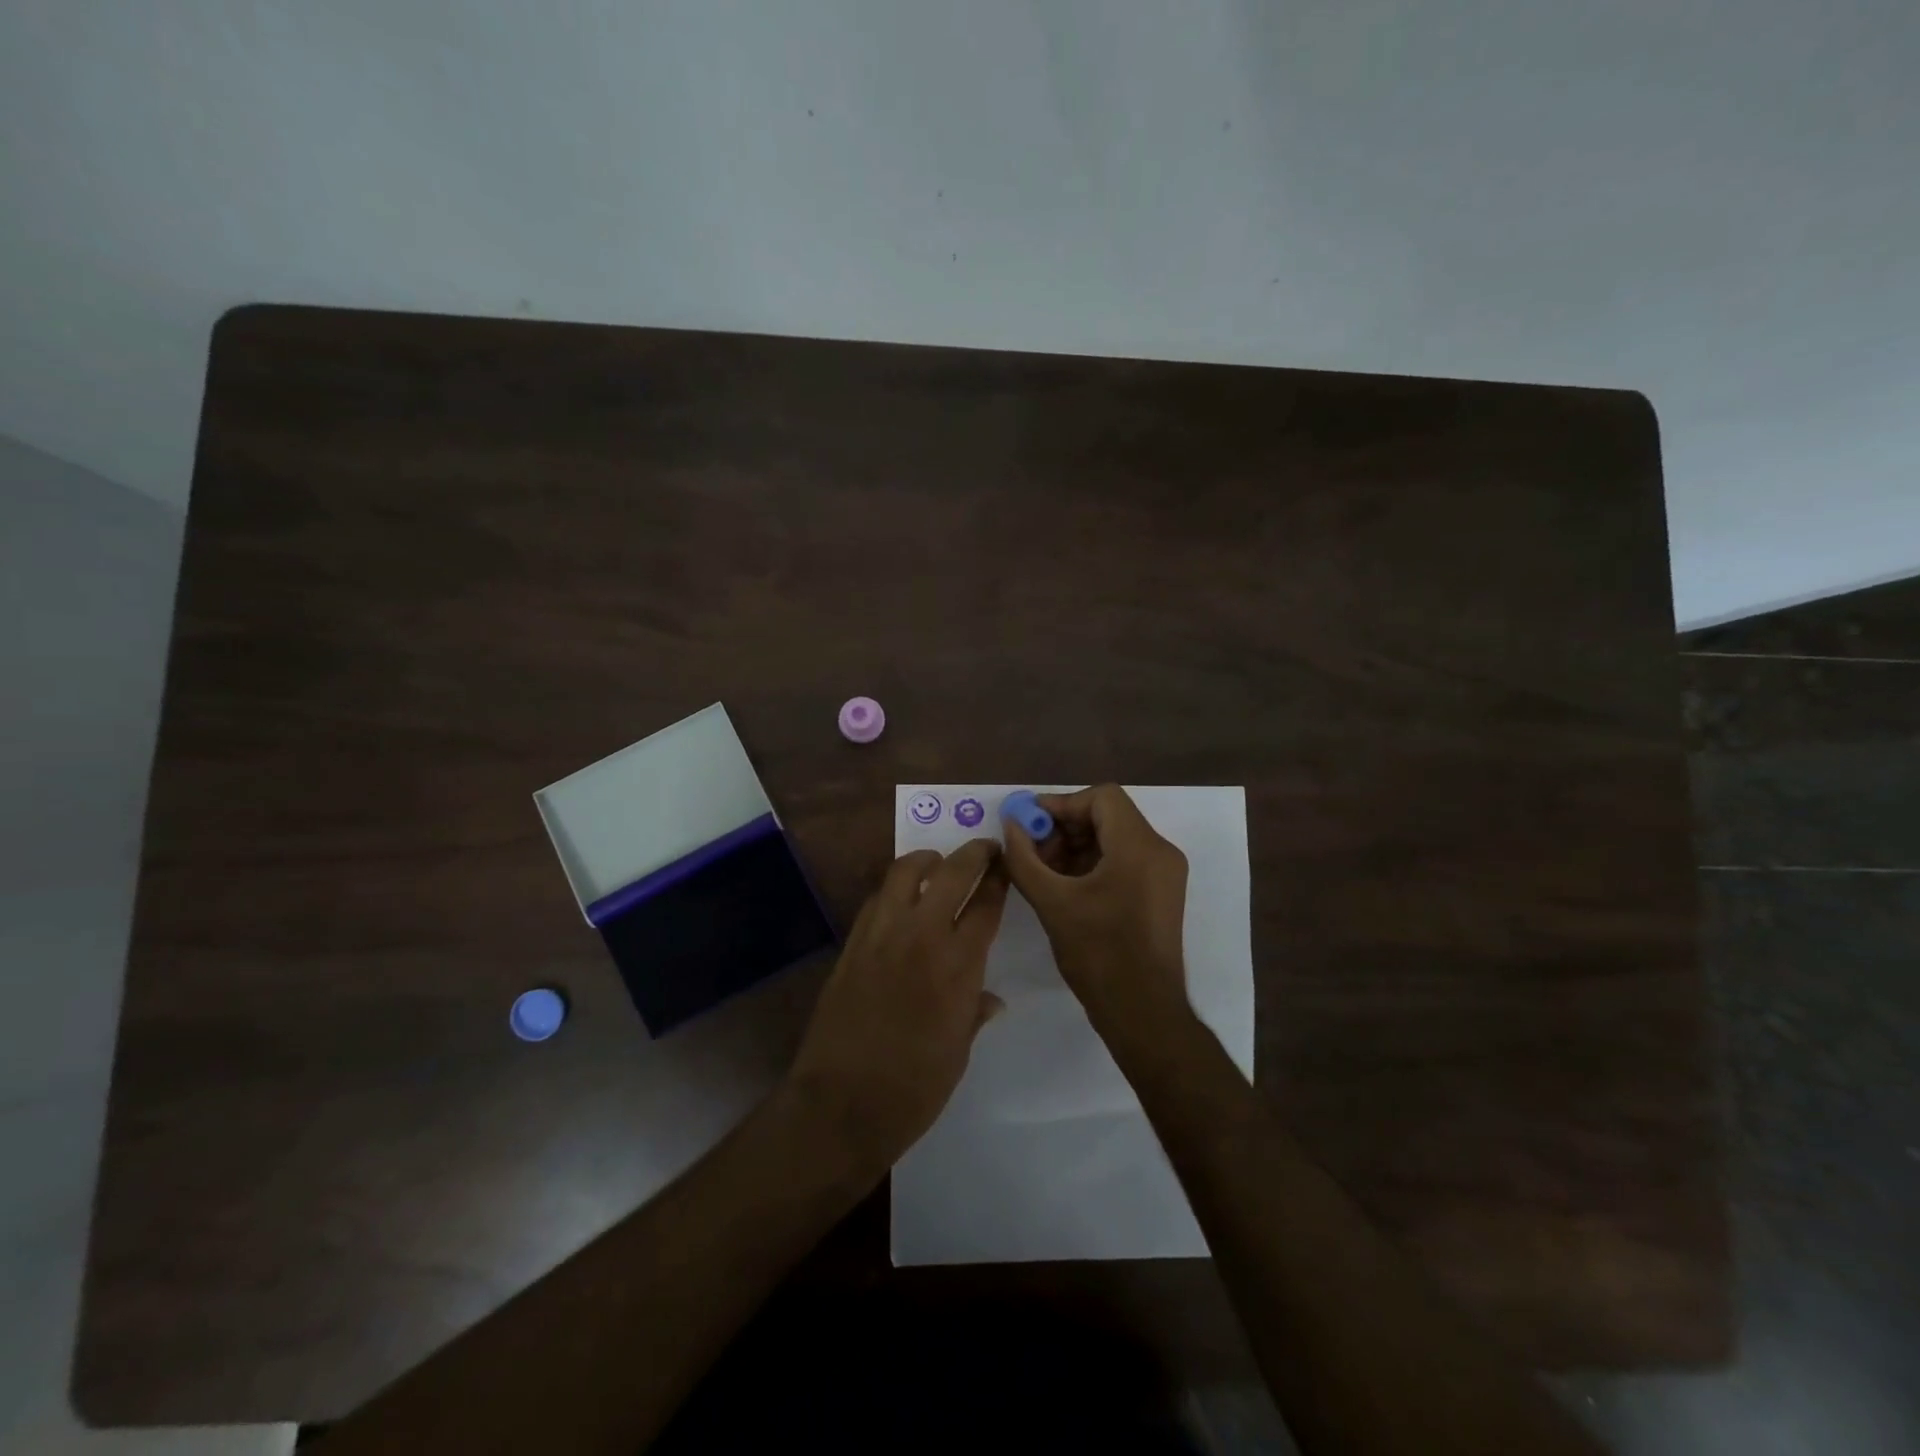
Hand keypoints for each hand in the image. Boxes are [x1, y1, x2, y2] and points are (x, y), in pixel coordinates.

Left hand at [786, 839, 1007, 1172]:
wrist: (840, 1104)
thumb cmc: (913, 1088)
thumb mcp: (958, 1052)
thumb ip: (974, 1013)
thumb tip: (992, 999)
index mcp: (957, 965)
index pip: (986, 904)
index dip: (1000, 880)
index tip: (1007, 865)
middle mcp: (921, 936)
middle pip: (951, 873)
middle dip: (973, 854)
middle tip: (985, 848)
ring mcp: (881, 934)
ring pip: (905, 871)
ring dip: (928, 861)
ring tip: (939, 865)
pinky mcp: (852, 943)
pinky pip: (877, 898)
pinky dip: (895, 888)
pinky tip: (902, 900)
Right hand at [1000, 784, 1190, 1046]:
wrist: (1142, 1011)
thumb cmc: (1098, 953)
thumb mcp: (1051, 902)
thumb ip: (1024, 858)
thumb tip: (1010, 824)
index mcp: (1139, 847)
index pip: (1101, 797)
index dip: (1061, 804)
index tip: (1029, 824)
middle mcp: (1159, 851)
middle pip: (1108, 815)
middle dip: (1065, 827)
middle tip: (1031, 849)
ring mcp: (1164, 873)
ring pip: (1115, 838)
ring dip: (1076, 846)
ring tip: (1043, 871)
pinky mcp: (1161, 892)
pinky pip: (1124, 860)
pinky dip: (1093, 863)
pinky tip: (1064, 886)